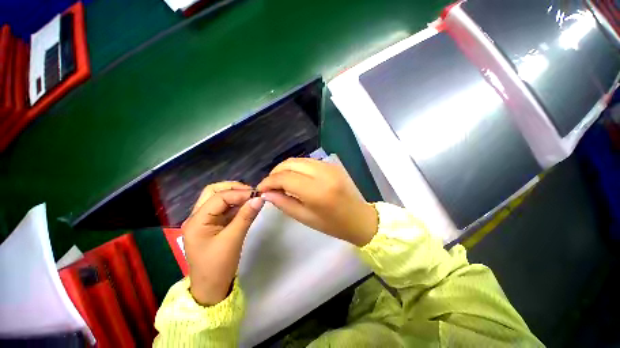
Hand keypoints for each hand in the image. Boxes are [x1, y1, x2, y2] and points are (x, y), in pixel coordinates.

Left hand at [182, 182, 263, 305]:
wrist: (211, 289)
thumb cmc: (218, 266)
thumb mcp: (233, 239)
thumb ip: (246, 216)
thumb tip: (260, 198)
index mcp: (197, 220)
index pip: (219, 197)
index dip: (239, 193)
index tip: (257, 195)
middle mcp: (198, 216)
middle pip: (213, 192)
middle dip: (233, 188)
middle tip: (251, 193)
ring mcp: (205, 220)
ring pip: (219, 199)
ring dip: (235, 195)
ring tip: (251, 198)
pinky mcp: (213, 225)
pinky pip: (224, 208)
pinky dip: (236, 205)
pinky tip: (247, 207)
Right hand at [257, 158, 377, 246]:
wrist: (359, 218)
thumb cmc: (333, 225)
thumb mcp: (305, 218)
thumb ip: (284, 203)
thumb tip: (266, 193)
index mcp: (317, 191)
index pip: (285, 177)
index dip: (269, 181)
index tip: (260, 188)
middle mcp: (323, 173)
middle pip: (290, 164)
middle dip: (275, 172)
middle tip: (269, 185)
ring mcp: (329, 166)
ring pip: (298, 160)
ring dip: (285, 168)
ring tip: (279, 181)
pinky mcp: (332, 164)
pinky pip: (308, 161)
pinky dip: (296, 167)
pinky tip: (294, 177)